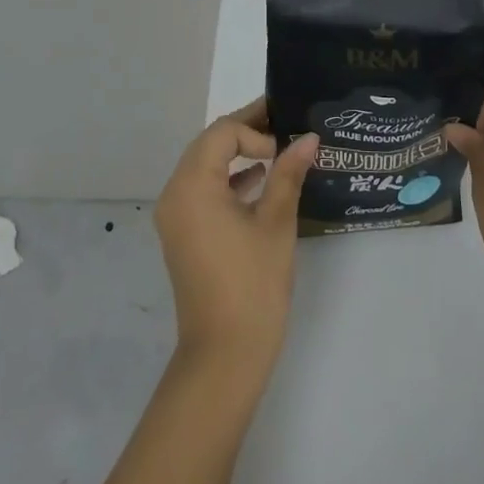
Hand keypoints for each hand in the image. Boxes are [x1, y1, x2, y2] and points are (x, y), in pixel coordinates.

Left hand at [153, 98, 317, 377]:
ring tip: (278, 150)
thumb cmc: (252, 285)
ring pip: (205, 165)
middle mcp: (175, 193)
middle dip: (246, 132)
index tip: (286, 147)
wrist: (224, 357)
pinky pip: (203, 190)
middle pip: (210, 144)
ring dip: (237, 154)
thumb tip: (308, 138)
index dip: (256, 130)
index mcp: (192, 185)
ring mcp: (175, 216)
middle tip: (284, 126)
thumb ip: (288, 173)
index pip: (223, 132)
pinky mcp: (182, 234)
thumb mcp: (276, 223)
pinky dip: (228, 180)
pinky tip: (259, 183)